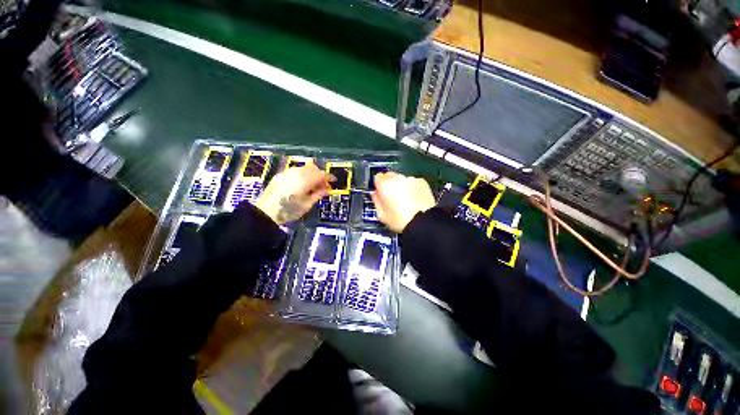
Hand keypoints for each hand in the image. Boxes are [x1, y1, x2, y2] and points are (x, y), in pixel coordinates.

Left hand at [254, 162, 330, 224]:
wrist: (266, 212)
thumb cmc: (289, 210)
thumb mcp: (307, 204)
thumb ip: (318, 194)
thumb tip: (326, 189)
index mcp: (305, 180)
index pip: (321, 174)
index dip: (329, 177)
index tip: (333, 181)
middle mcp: (297, 172)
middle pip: (313, 169)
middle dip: (320, 175)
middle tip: (323, 185)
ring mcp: (287, 172)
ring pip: (304, 168)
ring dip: (311, 174)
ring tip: (312, 185)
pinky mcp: (281, 175)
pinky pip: (296, 170)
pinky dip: (302, 174)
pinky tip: (302, 183)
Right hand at [372, 172, 435, 232]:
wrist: (423, 222)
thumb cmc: (402, 220)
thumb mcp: (381, 215)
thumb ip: (376, 201)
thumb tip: (376, 196)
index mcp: (385, 185)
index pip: (377, 177)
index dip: (378, 185)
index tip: (380, 192)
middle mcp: (398, 179)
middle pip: (390, 176)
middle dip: (389, 185)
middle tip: (392, 198)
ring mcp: (411, 179)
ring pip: (402, 180)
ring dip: (401, 187)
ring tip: (405, 201)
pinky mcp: (422, 182)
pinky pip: (413, 183)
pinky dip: (412, 188)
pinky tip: (413, 200)